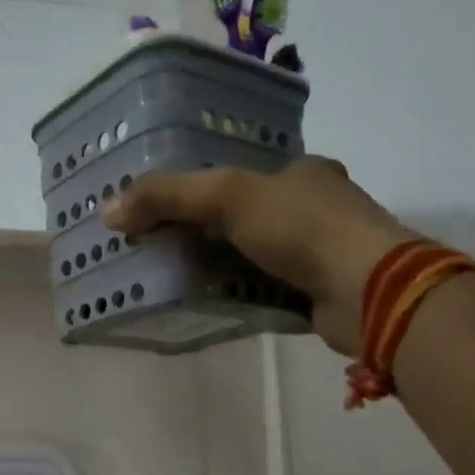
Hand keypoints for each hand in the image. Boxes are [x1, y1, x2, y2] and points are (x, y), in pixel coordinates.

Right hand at [101, 156, 414, 355]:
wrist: (367, 290)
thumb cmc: (302, 228)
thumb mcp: (227, 196)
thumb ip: (167, 197)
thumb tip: (107, 210)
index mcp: (302, 172)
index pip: (242, 172)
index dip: (200, 186)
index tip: (163, 205)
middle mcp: (315, 207)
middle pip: (246, 214)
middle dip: (204, 229)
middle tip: (157, 244)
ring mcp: (319, 252)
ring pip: (254, 254)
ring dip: (219, 264)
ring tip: (170, 275)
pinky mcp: (317, 292)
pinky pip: (264, 288)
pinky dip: (238, 293)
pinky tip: (207, 302)